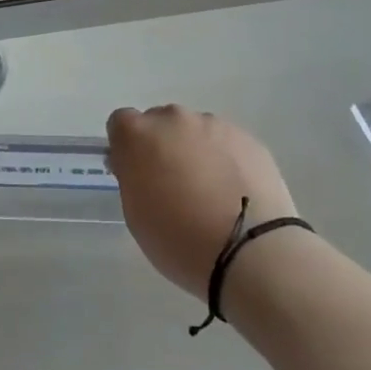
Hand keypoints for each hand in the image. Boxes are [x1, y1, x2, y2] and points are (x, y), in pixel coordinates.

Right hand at [105, 105, 300, 296]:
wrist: (250, 250)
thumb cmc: (178, 239)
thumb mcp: (135, 213)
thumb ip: (131, 176)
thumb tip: (137, 164)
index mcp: (138, 134)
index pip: (120, 122)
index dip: (126, 147)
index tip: (136, 172)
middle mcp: (174, 119)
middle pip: (160, 122)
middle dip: (161, 145)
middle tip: (172, 183)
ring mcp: (215, 125)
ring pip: (195, 131)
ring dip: (195, 151)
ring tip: (210, 191)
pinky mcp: (248, 138)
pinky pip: (226, 143)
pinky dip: (225, 159)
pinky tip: (234, 192)